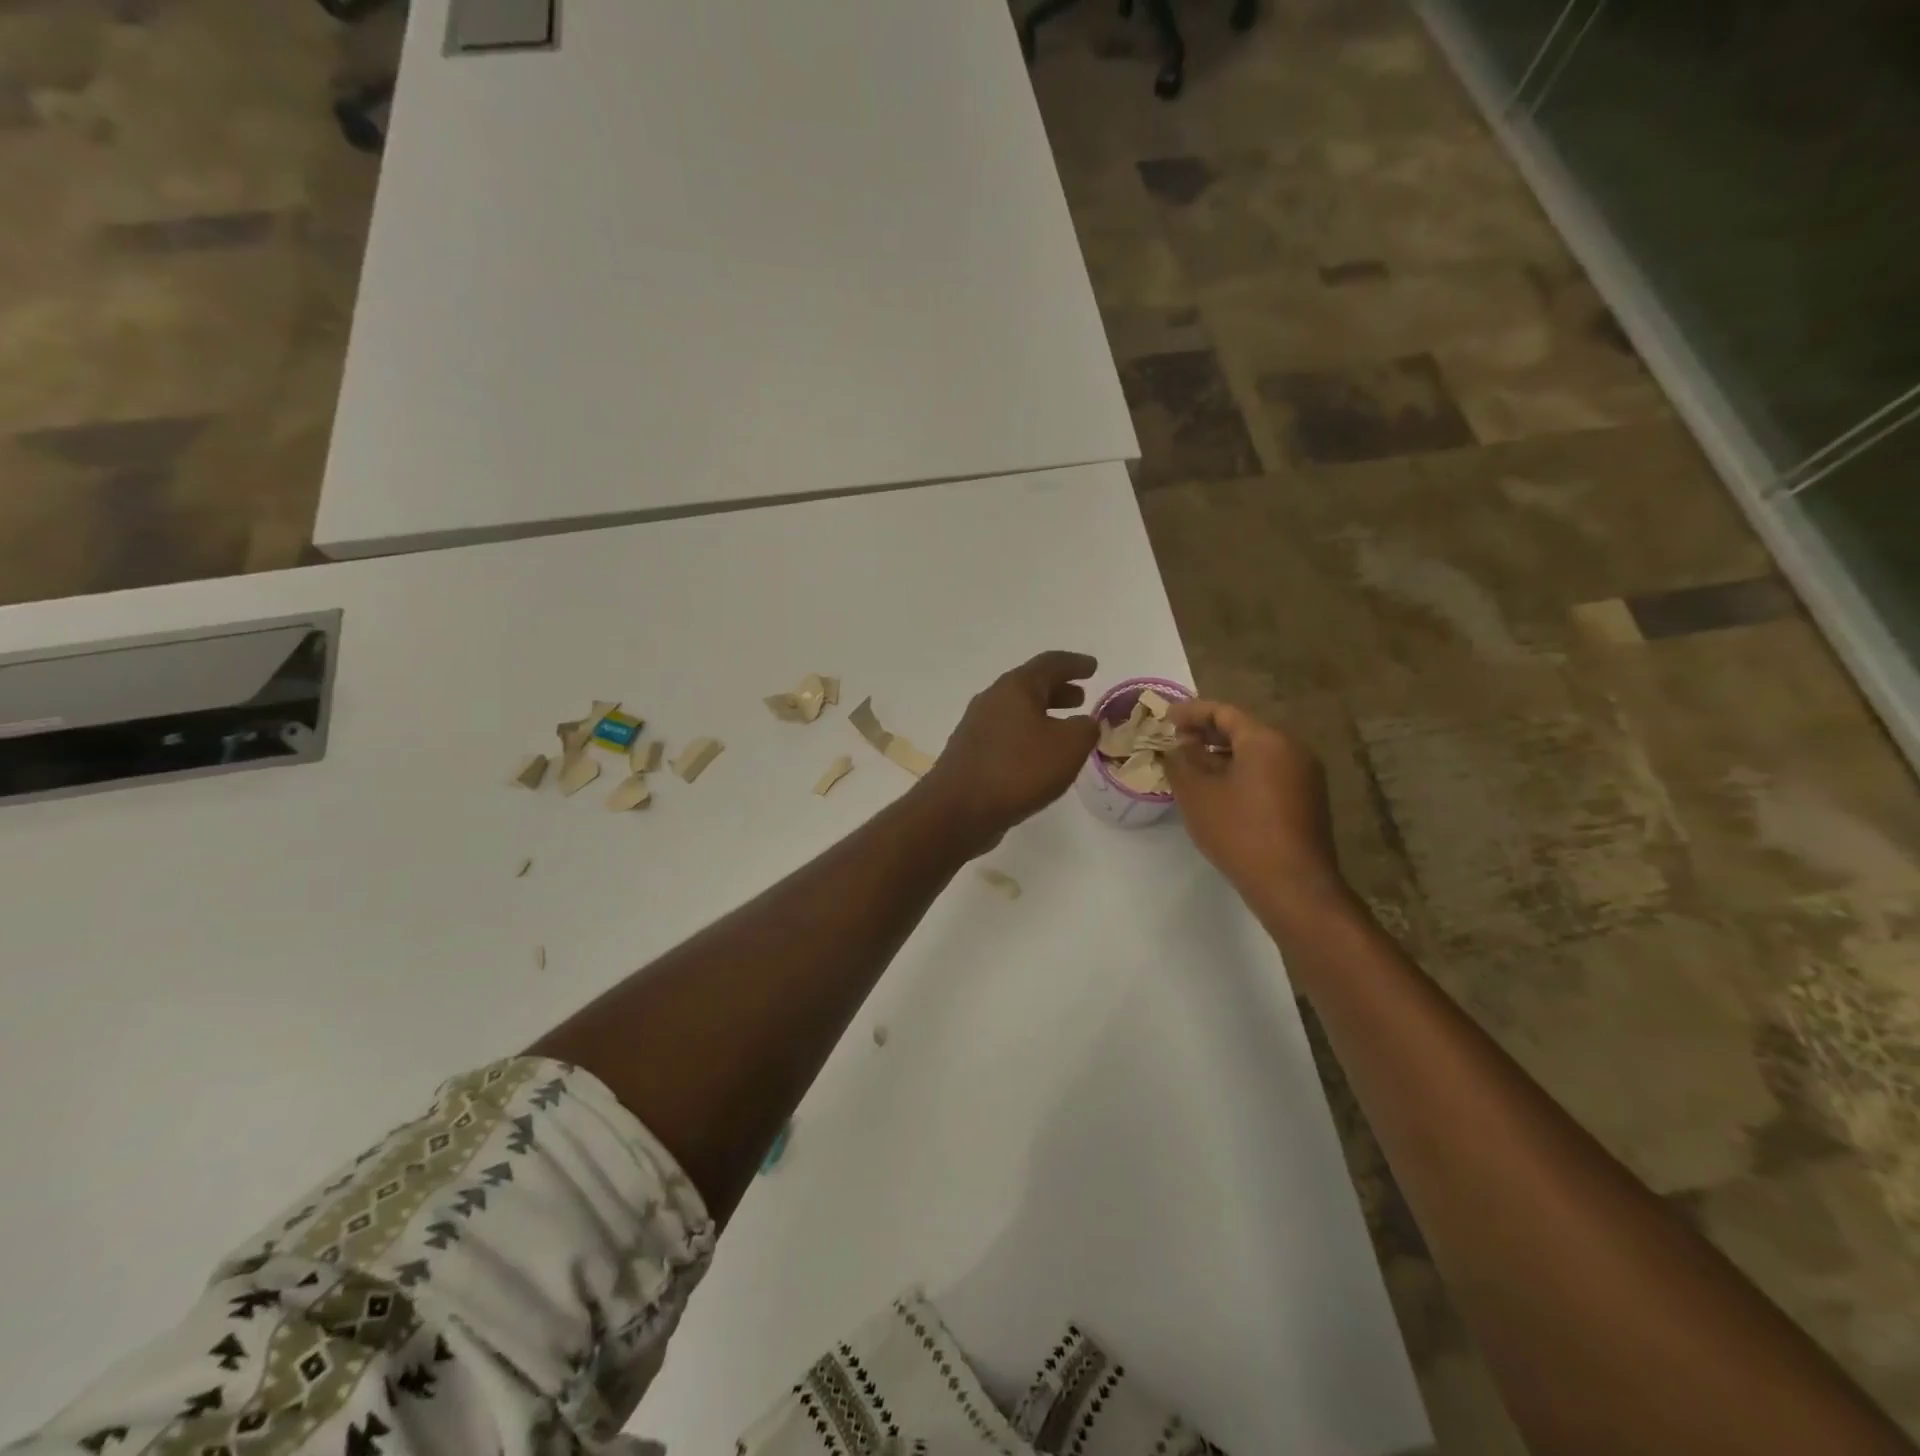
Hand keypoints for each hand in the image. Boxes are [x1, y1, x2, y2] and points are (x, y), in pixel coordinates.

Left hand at [920, 651, 1099, 853]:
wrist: (958, 809)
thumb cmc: (1018, 770)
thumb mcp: (1068, 747)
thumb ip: (1085, 729)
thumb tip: (1085, 723)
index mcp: (1015, 687)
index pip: (1050, 663)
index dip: (1075, 664)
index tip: (1093, 666)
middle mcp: (992, 699)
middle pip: (1030, 686)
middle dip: (1058, 689)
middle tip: (1080, 697)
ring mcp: (976, 726)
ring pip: (1017, 711)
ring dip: (1042, 714)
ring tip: (1064, 726)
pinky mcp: (970, 752)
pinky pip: (1006, 734)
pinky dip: (1028, 735)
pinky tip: (1038, 755)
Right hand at [1163, 699, 1352, 926]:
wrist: (1292, 884)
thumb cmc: (1239, 831)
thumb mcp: (1196, 793)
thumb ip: (1181, 760)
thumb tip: (1179, 745)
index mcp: (1266, 739)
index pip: (1223, 712)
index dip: (1190, 712)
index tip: (1165, 718)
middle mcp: (1292, 748)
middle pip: (1243, 730)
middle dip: (1207, 734)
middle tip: (1176, 742)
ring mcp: (1305, 775)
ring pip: (1256, 753)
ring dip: (1223, 756)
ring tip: (1193, 768)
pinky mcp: (1308, 800)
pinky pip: (1268, 773)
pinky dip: (1241, 773)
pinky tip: (1220, 792)